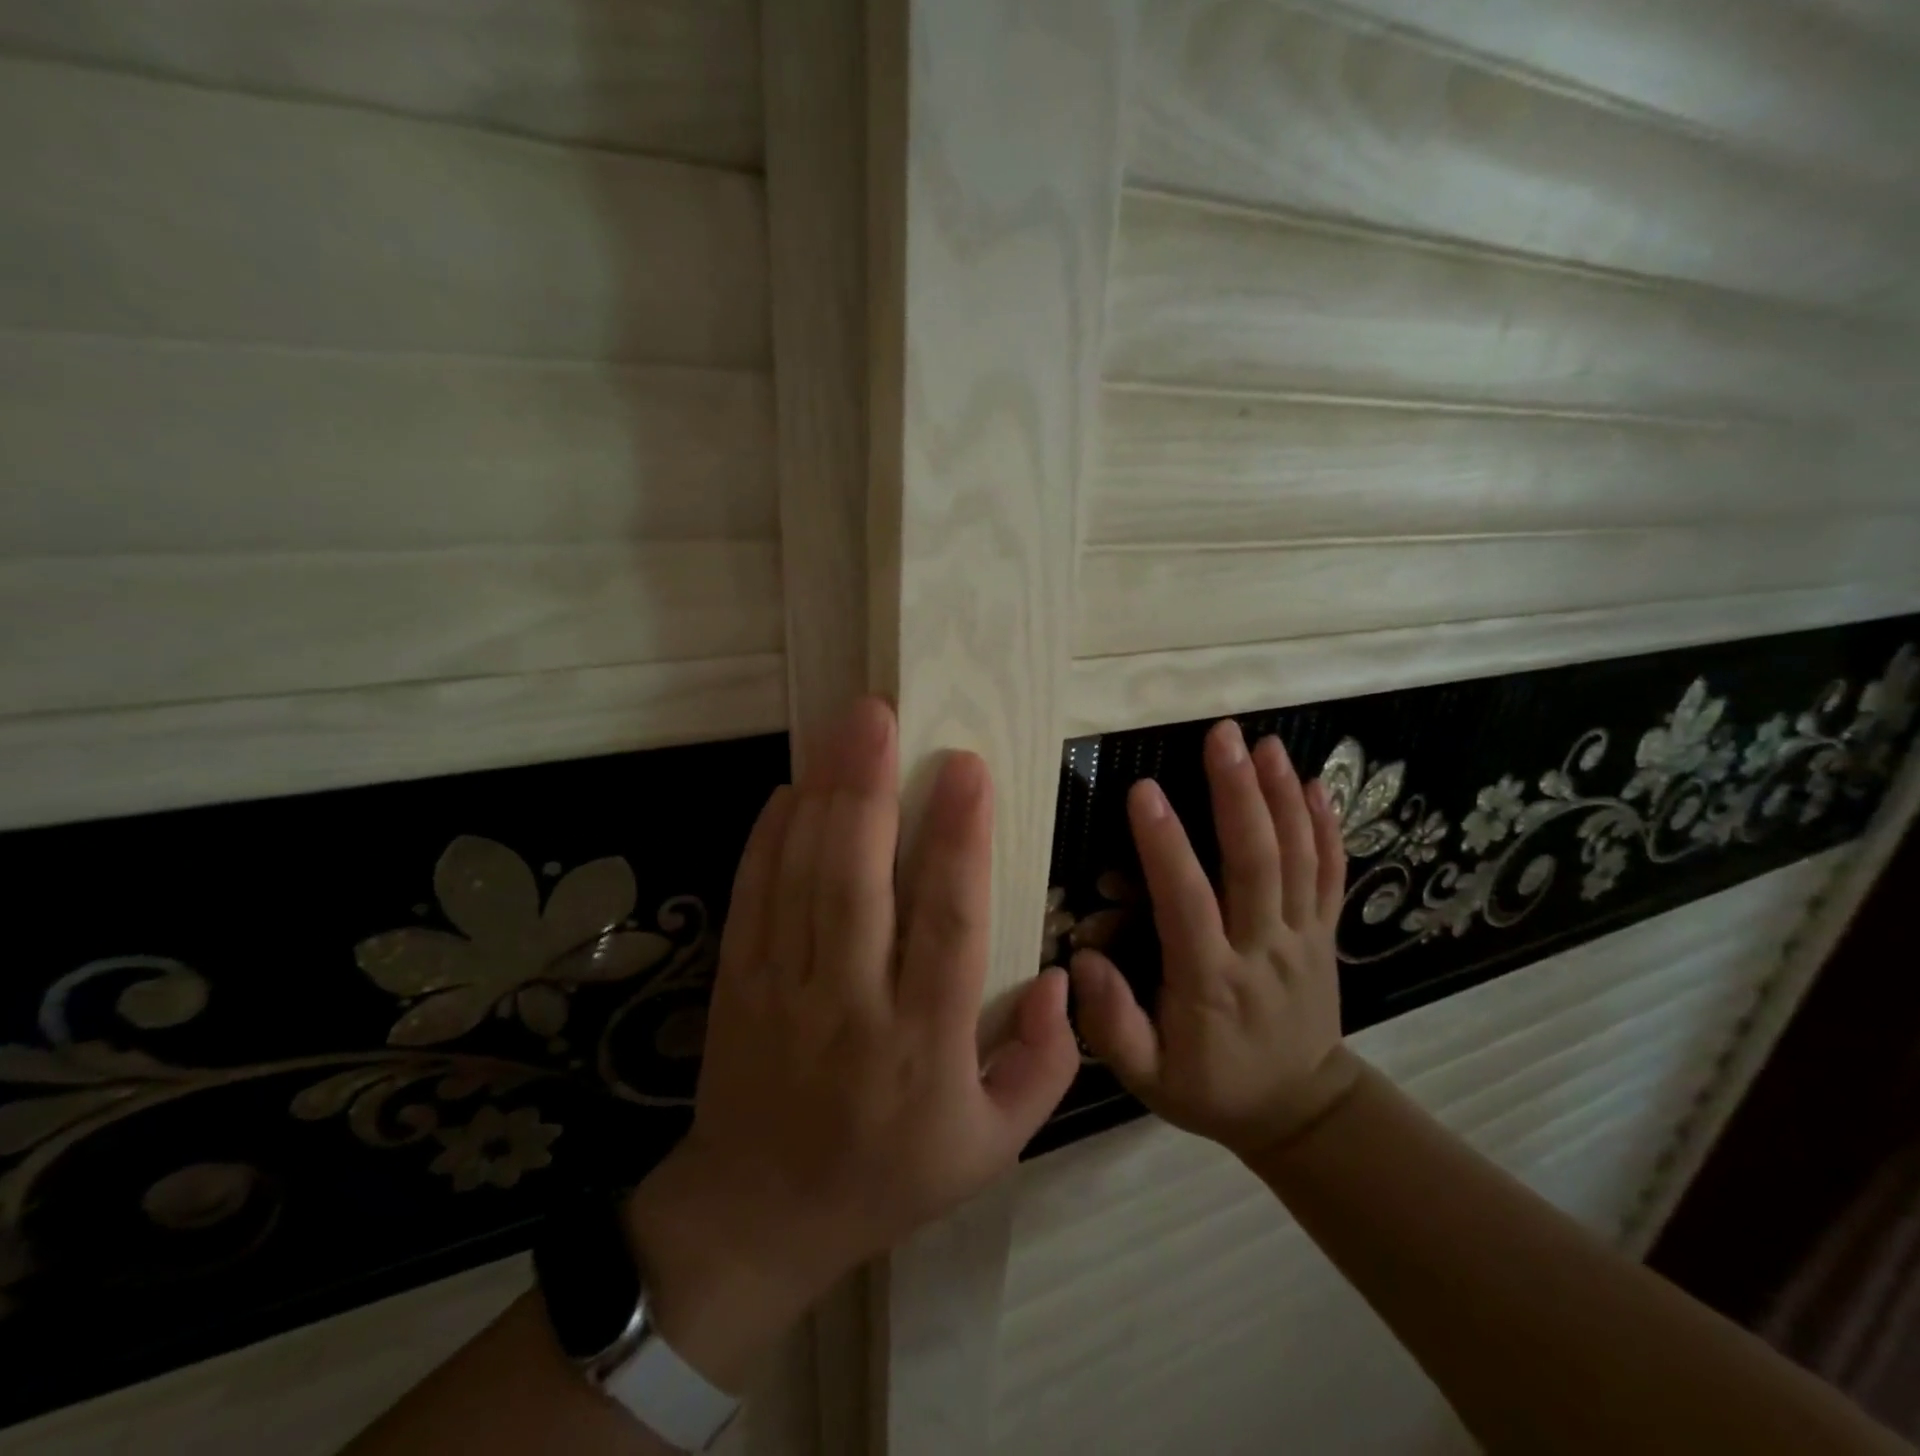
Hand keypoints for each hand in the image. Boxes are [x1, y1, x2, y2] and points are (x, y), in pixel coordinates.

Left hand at [625, 698, 1080, 1389]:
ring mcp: (783, 988)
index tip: (969, 768)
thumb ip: (1045, 1066)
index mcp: (923, 1043)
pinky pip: (753, 894)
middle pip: (859, 881)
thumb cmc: (889, 1175)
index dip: (960, 840)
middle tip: (884, 715)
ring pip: (802, 875)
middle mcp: (851, 1004)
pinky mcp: (739, 981)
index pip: (949, 924)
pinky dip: (769, 835)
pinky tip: (790, 786)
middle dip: (872, 788)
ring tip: (844, 728)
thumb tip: (1064, 978)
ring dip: (823, 793)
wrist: (762, 1215)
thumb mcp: (992, 1148)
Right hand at [1070, 719, 1361, 1158]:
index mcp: (1210, 981)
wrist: (1298, 1110)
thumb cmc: (1208, 1085)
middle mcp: (1262, 950)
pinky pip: (1331, 875)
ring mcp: (1302, 938)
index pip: (1186, 903)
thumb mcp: (1146, 1076)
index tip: (1142, 790)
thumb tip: (1083, 959)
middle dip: (1237, 794)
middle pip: (1255, 864)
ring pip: (1297, 858)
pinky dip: (1326, 827)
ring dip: (1281, 796)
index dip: (1165, 846)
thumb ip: (1111, 1023)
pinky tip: (1316, 784)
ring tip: (1264, 743)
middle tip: (1220, 737)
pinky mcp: (1324, 934)